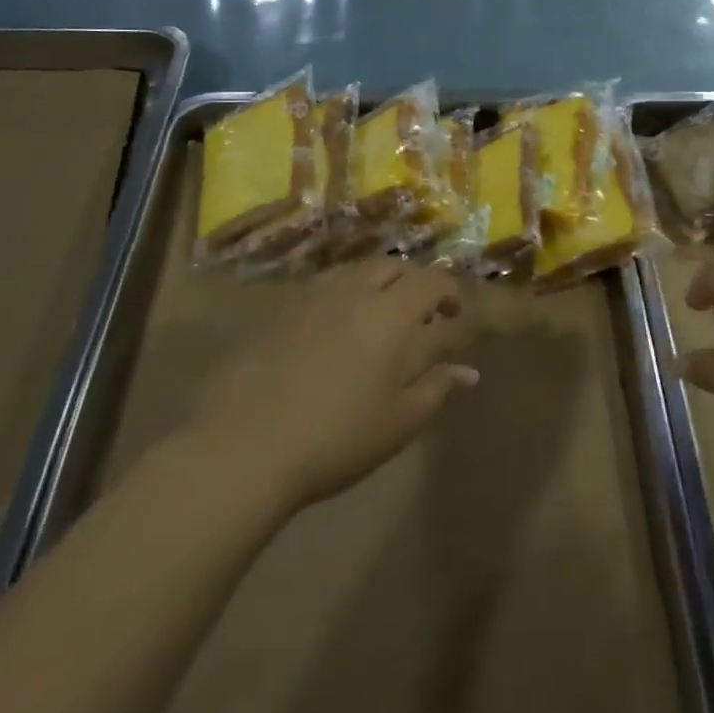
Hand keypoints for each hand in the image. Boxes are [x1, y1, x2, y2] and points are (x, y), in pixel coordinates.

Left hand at [186, 258, 475, 509]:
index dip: (450, 294)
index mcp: (392, 313)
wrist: (244, 445)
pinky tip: (336, 328)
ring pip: (357, 271)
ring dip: (379, 284)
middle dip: (416, 283)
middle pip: (395, 266)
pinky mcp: (281, 311)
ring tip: (379, 316)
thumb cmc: (337, 436)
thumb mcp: (400, 421)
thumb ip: (437, 388)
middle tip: (421, 314)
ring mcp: (314, 297)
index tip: (455, 317)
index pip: (433, 282)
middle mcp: (356, 292)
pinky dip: (345, 295)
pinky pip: (325, 287)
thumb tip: (469, 371)